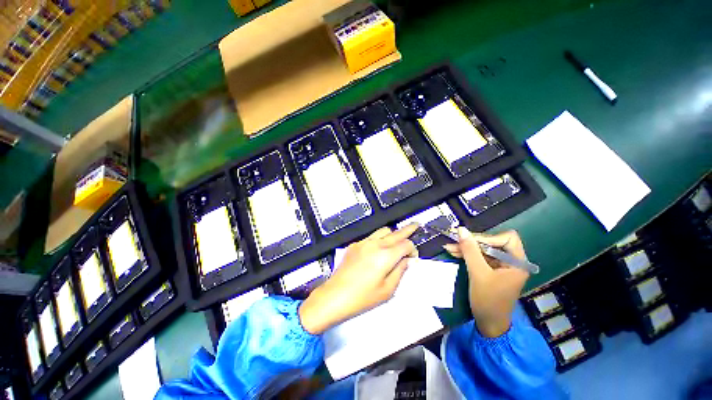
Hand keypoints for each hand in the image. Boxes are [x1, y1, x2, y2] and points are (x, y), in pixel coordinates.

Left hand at [299, 224, 418, 334]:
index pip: (406, 244)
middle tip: (416, 225)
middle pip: (395, 233)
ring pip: (383, 231)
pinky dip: (379, 240)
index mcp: (385, 255)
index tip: (413, 258)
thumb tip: (406, 260)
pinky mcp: (354, 245)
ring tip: (397, 240)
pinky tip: (377, 251)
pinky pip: (371, 237)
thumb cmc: (363, 297)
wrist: (334, 296)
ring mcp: (363, 242)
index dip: (413, 250)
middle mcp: (375, 244)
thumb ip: (400, 271)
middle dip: (408, 230)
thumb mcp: (388, 290)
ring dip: (392, 234)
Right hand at [443, 228, 528, 337]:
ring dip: (467, 248)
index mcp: (517, 262)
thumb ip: (470, 250)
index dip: (488, 237)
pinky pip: (479, 257)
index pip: (507, 238)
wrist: (488, 324)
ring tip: (449, 247)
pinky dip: (467, 255)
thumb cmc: (488, 300)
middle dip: (472, 242)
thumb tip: (461, 229)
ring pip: (483, 249)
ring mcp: (501, 266)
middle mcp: (511, 261)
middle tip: (454, 242)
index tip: (470, 241)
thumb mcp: (478, 273)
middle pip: (492, 242)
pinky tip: (454, 253)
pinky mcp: (492, 270)